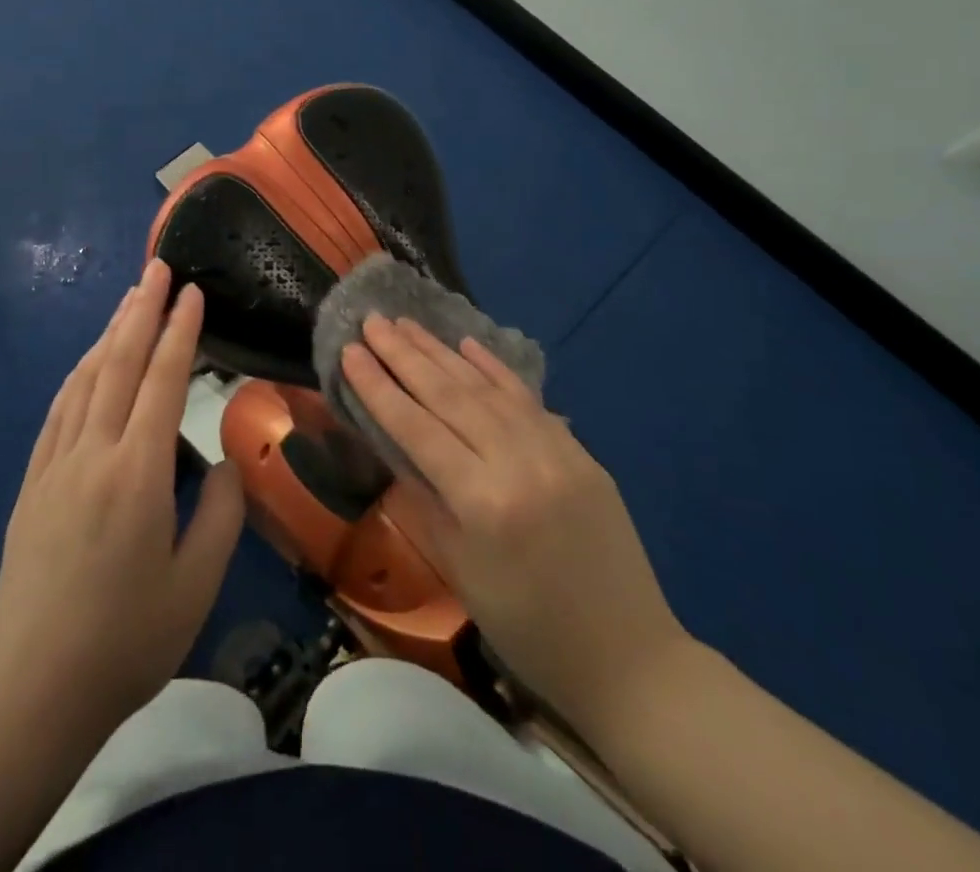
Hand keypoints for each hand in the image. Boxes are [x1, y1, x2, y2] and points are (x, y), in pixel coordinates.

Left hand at [0, 259, 244, 743]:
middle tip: (158, 267)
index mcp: (137, 473)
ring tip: (130, 298)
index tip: (193, 292)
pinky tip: (88, 361)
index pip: (162, 381)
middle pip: (118, 363)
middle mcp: (93, 454)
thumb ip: (219, 514)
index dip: (180, 331)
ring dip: (109, 333)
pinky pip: (58, 411)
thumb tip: (222, 463)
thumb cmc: (126, 641)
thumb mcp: (195, 586)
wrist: (33, 689)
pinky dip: (78, 374)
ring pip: (84, 380)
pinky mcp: (31, 484)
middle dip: (142, 310)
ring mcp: (55, 466)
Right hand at [341, 316, 687, 728]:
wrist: (630, 660)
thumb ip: (426, 499)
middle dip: (404, 355)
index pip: (417, 428)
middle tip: (372, 320)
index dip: (379, 387)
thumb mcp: (461, 571)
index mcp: (483, 501)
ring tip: (406, 323)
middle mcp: (519, 462)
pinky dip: (495, 369)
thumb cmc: (528, 630)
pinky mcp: (580, 450)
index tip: (349, 351)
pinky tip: (468, 344)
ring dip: (441, 352)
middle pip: (449, 396)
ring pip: (486, 388)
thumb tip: (395, 446)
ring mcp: (556, 450)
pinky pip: (528, 399)